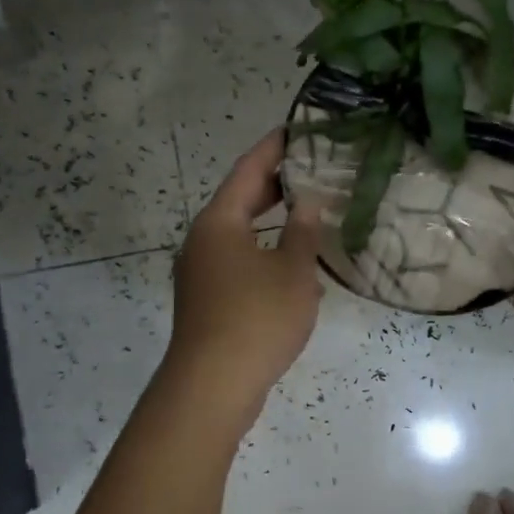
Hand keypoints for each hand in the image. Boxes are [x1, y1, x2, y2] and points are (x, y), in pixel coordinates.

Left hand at [168, 130, 323, 412]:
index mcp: (219, 221)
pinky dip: (264, 254)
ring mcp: (200, 271)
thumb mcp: (292, 272)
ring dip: (271, 223)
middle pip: (240, 200)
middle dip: (275, 185)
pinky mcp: (205, 300)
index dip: (274, 147)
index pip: (248, 170)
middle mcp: (202, 240)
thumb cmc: (256, 319)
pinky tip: (293, 268)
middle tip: (313, 169)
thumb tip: (308, 203)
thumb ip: (302, 232)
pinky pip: (238, 263)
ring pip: (240, 234)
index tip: (298, 128)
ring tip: (309, 213)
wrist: (212, 385)